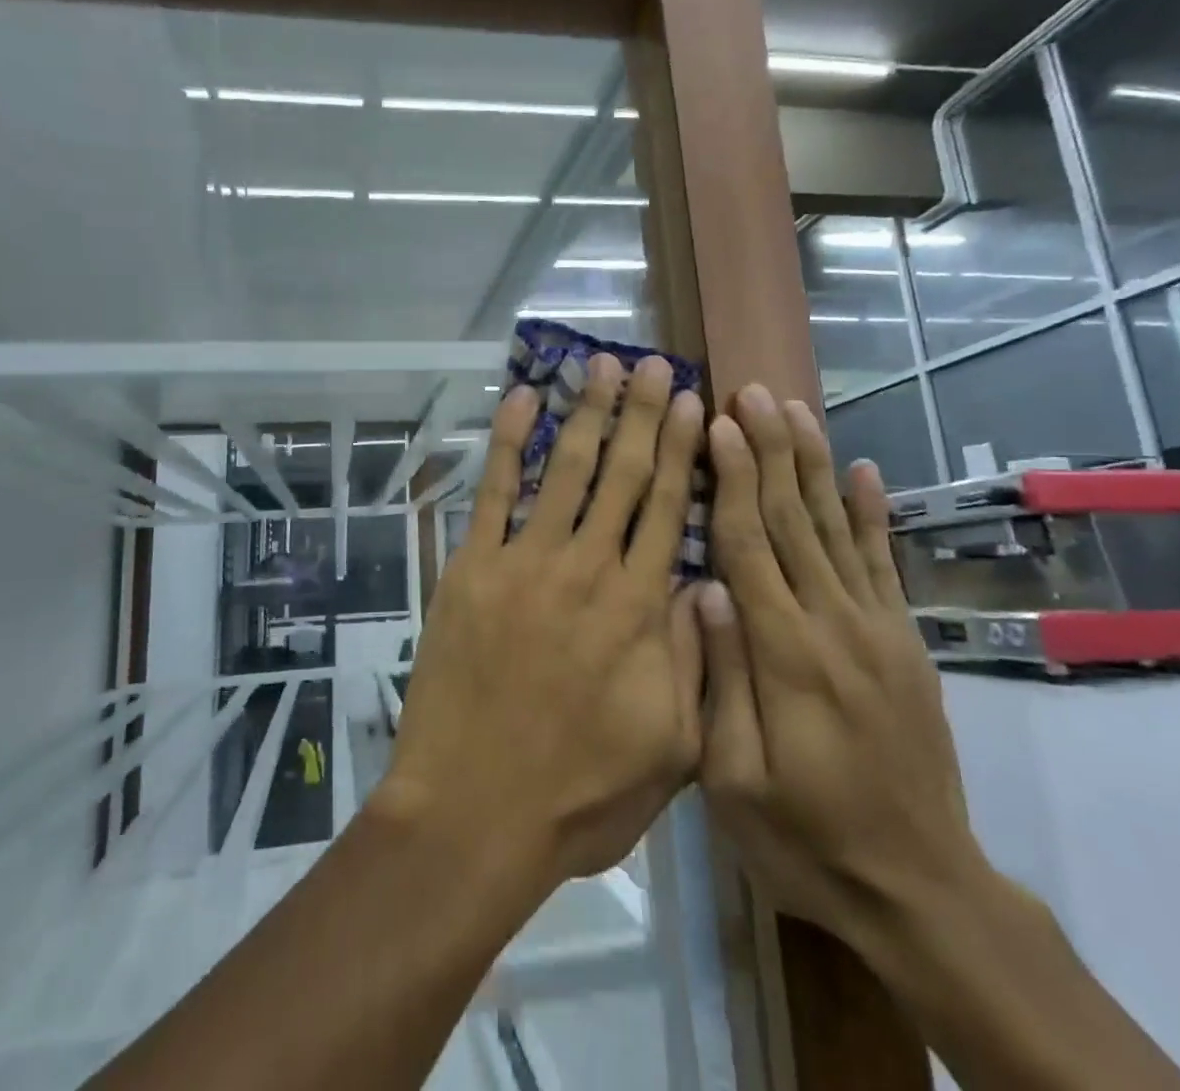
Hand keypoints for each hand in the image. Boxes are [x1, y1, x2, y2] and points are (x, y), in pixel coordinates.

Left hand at [375, 355, 706, 886]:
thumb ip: (694, 658)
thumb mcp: (670, 746)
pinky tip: (521, 400)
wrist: (473, 814)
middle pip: (621, 474)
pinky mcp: (472, 568)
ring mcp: (524, 562)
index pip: (668, 507)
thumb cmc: (578, 794)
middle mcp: (586, 568)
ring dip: (584, 412)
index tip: (691, 402)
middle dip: (638, 412)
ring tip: (599, 364)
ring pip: (563, 469)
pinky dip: (506, 442)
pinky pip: (492, 492)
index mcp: (639, 607)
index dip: (681, 449)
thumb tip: (707, 583)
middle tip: (650, 364)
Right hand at [696, 384, 989, 948]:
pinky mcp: (905, 642)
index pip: (751, 544)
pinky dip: (874, 513)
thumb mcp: (735, 781)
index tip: (719, 423)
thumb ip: (722, 678)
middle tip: (752, 391)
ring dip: (814, 463)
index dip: (733, 478)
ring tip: (795, 409)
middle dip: (771, 449)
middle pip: (795, 519)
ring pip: (838, 528)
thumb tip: (703, 589)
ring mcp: (878, 629)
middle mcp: (835, 624)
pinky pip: (886, 564)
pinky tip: (864, 470)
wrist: (920, 890)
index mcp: (785, 654)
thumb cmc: (805, 839)